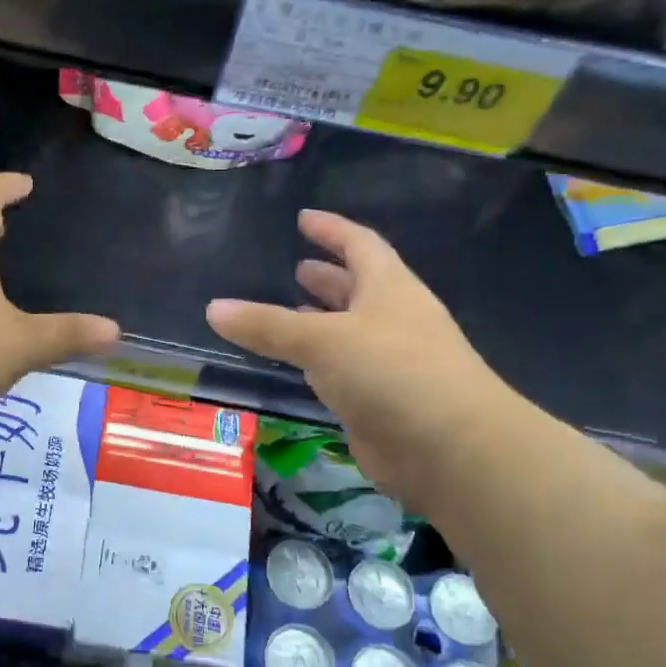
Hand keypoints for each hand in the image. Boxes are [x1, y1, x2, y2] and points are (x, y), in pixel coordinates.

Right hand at [205, 210, 515, 499]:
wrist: (451, 448)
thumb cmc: (391, 372)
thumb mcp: (322, 339)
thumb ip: (267, 325)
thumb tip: (213, 308)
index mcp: (389, 288)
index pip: (360, 245)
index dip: (332, 229)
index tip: (303, 218)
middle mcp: (393, 319)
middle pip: (359, 288)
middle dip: (327, 277)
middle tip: (294, 268)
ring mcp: (391, 362)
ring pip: (349, 332)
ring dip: (322, 320)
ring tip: (287, 311)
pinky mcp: (382, 401)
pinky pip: (343, 371)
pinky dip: (320, 363)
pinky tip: (297, 366)